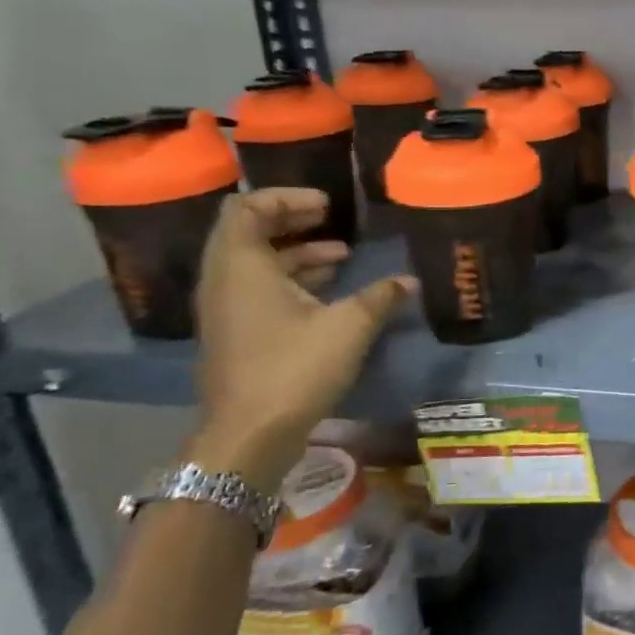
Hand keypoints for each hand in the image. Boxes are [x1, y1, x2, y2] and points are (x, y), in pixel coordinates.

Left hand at [189, 189, 412, 492]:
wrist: (249, 435)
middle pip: (250, 232)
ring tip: (343, 257)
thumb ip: (380, 296)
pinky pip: (259, 289)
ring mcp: (227, 310)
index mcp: (242, 266)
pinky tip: (330, 293)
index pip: (248, 207)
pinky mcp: (236, 334)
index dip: (287, 198)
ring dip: (297, 254)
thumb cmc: (294, 369)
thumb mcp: (348, 327)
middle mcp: (225, 281)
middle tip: (333, 220)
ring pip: (257, 264)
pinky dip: (291, 280)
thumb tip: (409, 280)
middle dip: (293, 221)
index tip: (327, 206)